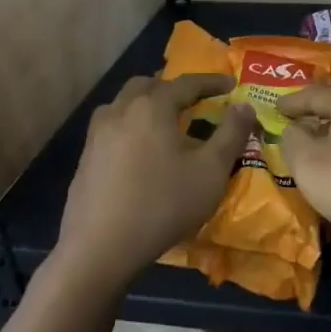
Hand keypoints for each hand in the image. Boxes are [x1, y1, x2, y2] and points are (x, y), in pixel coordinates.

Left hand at [57, 74, 256, 289]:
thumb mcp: (211, 171)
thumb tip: (244, 105)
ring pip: (125, 103)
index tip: (232, 83)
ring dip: (148, 103)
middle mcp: (121, 110)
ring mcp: (97, 134)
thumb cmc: (162, 205)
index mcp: (153, 106)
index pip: (187, 82)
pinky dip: (131, 125)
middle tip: (195, 100)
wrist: (99, 249)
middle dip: (174, 87)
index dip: (212, 81)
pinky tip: (141, 150)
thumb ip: (232, 133)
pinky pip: (112, 126)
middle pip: (149, 85)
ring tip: (166, 121)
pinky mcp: (86, 158)